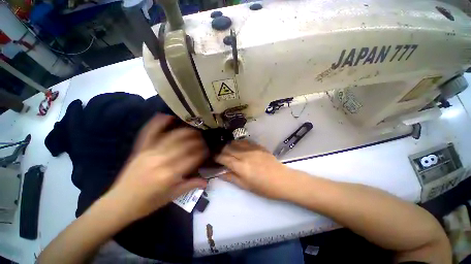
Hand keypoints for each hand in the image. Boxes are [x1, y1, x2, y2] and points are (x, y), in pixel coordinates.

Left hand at [102, 114, 207, 222]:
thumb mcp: (171, 197)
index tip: (208, 150)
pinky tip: (169, 117)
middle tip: (203, 140)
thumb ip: (190, 185)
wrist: (119, 203)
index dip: (203, 152)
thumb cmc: (147, 203)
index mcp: (169, 174)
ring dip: (186, 131)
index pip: (193, 157)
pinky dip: (159, 122)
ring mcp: (149, 152)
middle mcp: (160, 160)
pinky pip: (150, 132)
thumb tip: (206, 181)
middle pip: (185, 144)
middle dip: (197, 140)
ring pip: (172, 136)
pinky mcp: (140, 149)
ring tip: (194, 131)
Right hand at [215, 140, 292, 198]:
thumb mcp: (246, 186)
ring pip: (235, 143)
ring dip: (228, 145)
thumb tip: (220, 173)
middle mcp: (244, 155)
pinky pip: (245, 141)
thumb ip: (231, 177)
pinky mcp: (258, 146)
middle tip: (217, 152)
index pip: (223, 158)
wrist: (282, 179)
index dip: (216, 157)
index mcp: (240, 167)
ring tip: (225, 148)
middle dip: (220, 149)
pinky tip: (237, 146)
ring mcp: (252, 149)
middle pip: (227, 148)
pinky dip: (238, 143)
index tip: (212, 157)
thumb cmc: (264, 187)